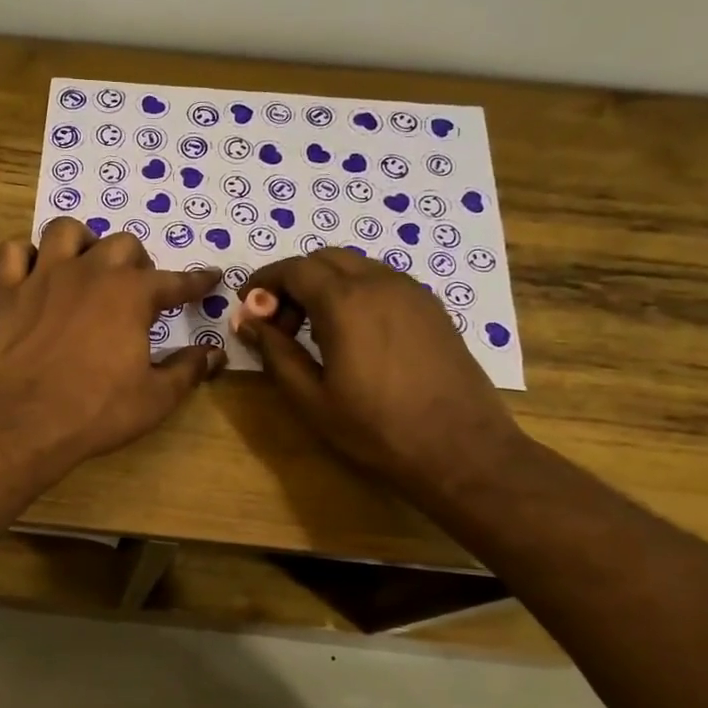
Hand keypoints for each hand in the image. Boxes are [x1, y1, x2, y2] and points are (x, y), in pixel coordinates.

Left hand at [0, 219, 225, 472]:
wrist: (27, 421)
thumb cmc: (98, 410)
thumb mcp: (156, 398)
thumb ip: (188, 370)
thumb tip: (215, 353)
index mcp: (132, 294)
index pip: (175, 281)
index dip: (196, 281)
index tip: (210, 278)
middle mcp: (91, 271)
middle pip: (122, 245)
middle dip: (137, 263)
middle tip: (138, 290)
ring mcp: (45, 276)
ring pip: (66, 231)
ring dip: (82, 243)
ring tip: (87, 266)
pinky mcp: (9, 292)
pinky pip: (13, 252)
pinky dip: (24, 256)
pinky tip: (34, 272)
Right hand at [238, 249, 526, 492]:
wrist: (461, 448)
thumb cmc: (377, 428)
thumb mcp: (312, 398)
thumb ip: (275, 352)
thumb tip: (246, 321)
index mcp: (345, 301)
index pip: (294, 269)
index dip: (264, 282)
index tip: (247, 306)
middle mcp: (380, 282)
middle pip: (324, 259)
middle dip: (293, 281)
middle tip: (278, 323)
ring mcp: (412, 291)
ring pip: (356, 266)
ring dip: (325, 285)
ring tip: (314, 332)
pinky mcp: (432, 307)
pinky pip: (382, 282)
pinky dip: (355, 292)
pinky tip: (352, 335)